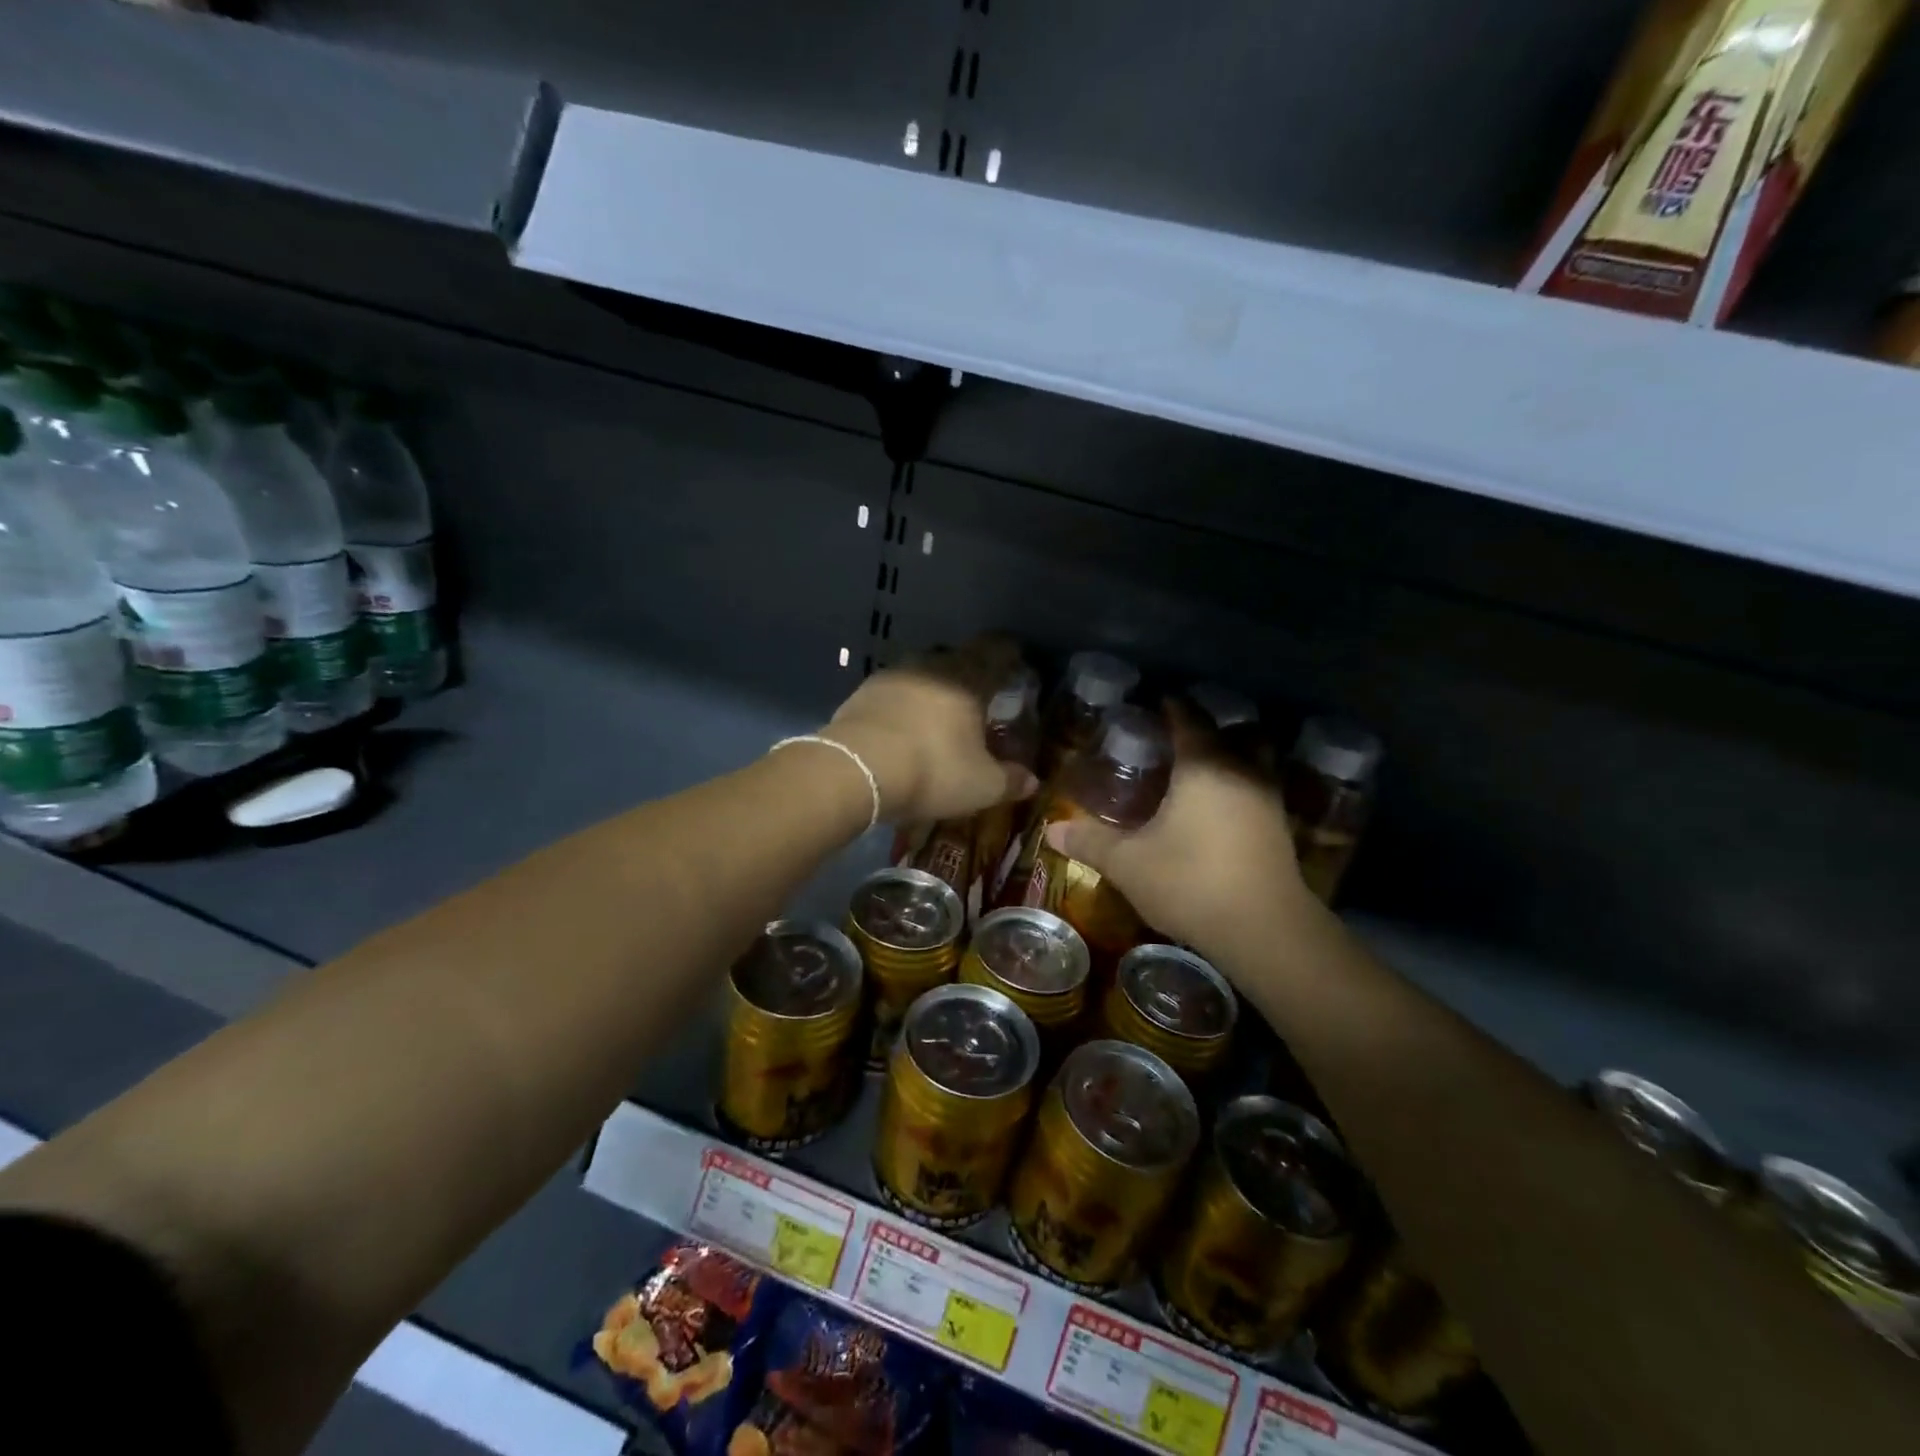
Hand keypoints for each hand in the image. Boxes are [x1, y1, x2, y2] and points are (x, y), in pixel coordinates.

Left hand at [824, 639, 1038, 824]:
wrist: (855, 770)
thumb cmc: (931, 771)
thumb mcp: (980, 785)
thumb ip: (1009, 780)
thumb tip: (1032, 780)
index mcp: (967, 678)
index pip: (996, 650)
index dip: (1009, 654)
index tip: (1017, 662)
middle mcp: (931, 665)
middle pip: (957, 658)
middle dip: (969, 674)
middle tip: (978, 698)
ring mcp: (893, 675)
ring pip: (923, 672)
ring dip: (933, 688)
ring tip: (938, 714)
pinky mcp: (863, 692)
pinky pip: (894, 691)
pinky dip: (904, 704)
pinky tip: (903, 727)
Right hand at [1044, 709, 1316, 954]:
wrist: (1265, 930)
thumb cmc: (1191, 881)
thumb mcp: (1129, 864)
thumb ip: (1090, 842)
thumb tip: (1051, 831)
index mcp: (1204, 766)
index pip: (1188, 720)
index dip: (1173, 708)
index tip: (1158, 702)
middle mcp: (1241, 771)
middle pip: (1232, 732)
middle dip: (1208, 729)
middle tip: (1178, 737)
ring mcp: (1268, 799)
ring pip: (1253, 760)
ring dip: (1231, 756)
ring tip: (1199, 771)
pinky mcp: (1280, 829)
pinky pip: (1258, 789)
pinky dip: (1240, 787)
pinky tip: (1218, 810)